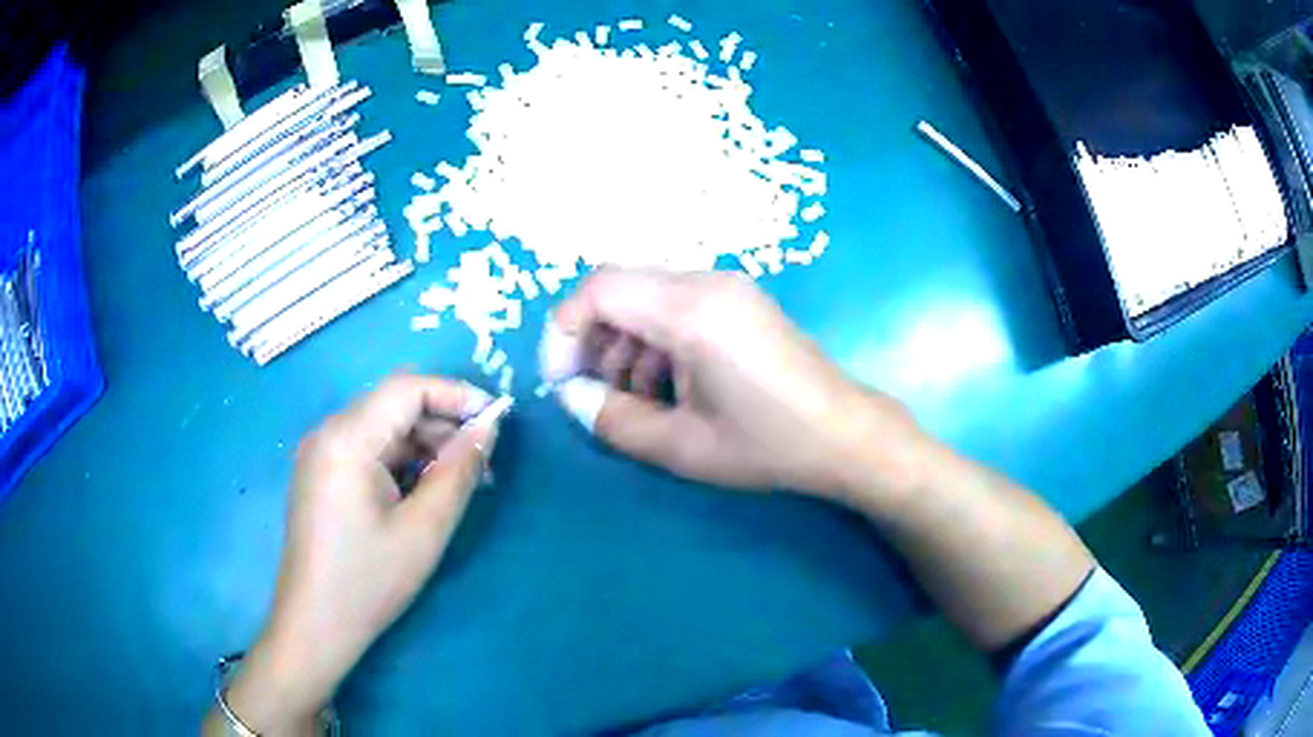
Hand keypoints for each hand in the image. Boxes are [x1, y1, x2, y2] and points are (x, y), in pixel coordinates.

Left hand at [205, 375, 505, 735]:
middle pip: (395, 405)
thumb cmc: (368, 581)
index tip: (498, 421)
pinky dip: (403, 461)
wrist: (314, 625)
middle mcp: (329, 432)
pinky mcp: (322, 473)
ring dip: (426, 445)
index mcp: (347, 438)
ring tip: (463, 482)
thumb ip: (459, 471)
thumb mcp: (424, 529)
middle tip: (485, 463)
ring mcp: (321, 453)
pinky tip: (426, 491)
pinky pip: (370, 450)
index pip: (408, 387)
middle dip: (444, 424)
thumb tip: (488, 427)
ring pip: (384, 427)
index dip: (457, 394)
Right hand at [546, 269, 928, 503]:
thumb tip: (571, 396)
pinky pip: (675, 305)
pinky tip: (667, 386)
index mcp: (693, 311)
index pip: (600, 289)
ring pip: (645, 297)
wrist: (844, 434)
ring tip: (633, 398)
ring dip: (623, 342)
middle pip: (619, 288)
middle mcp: (707, 282)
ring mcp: (727, 287)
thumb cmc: (767, 445)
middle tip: (591, 391)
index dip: (565, 331)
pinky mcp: (738, 300)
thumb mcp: (681, 446)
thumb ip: (613, 420)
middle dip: (592, 338)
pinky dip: (654, 340)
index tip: (561, 380)